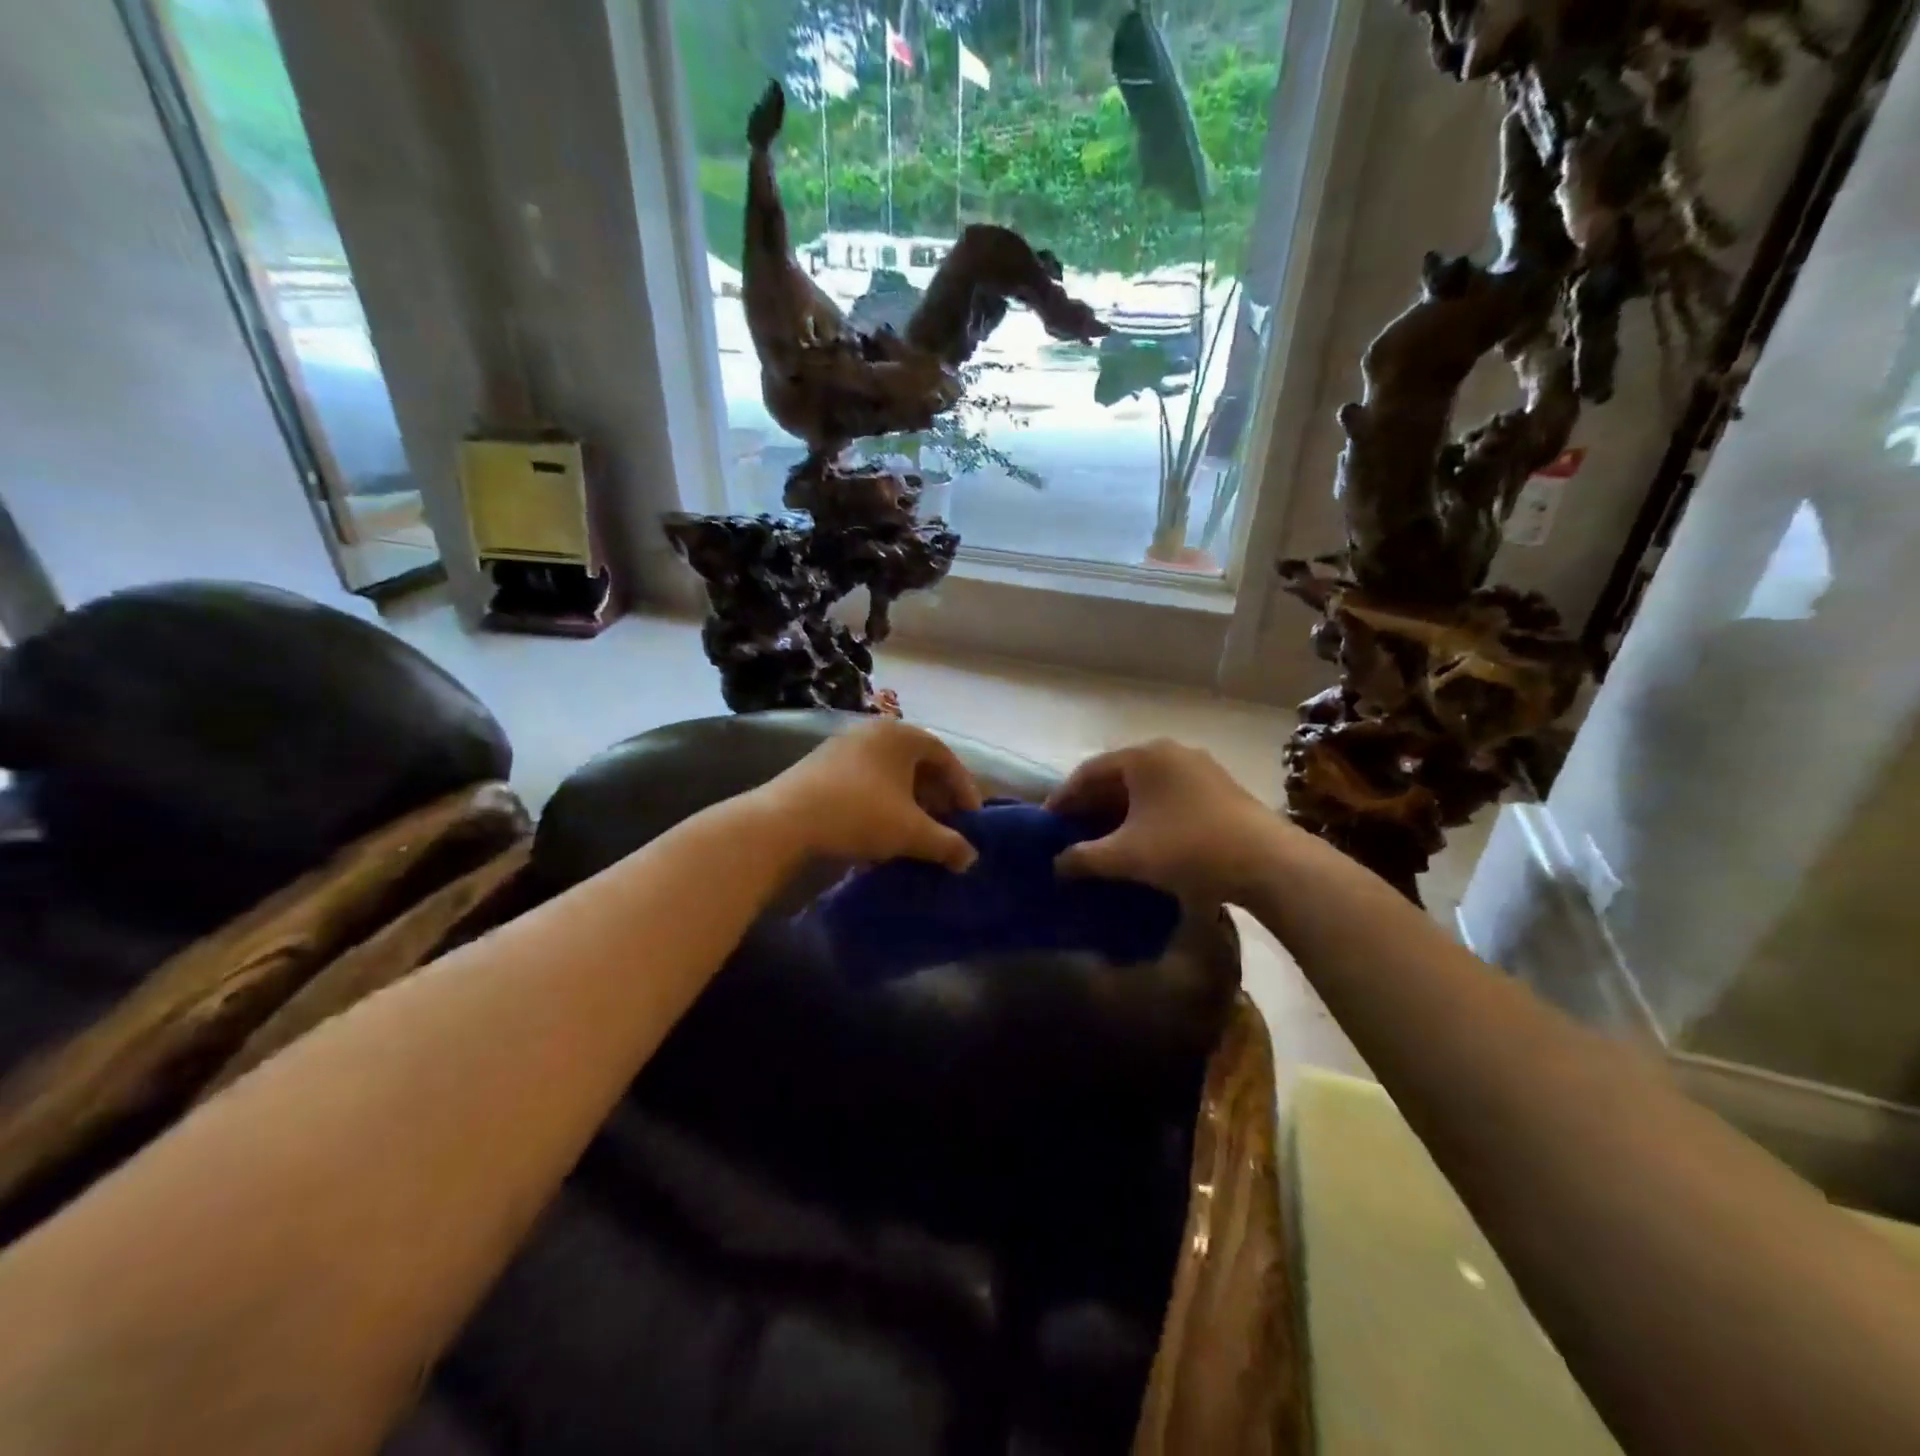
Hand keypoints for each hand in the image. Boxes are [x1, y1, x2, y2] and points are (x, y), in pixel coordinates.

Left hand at [757, 719, 982, 871]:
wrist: (784, 821)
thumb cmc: (859, 814)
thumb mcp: (911, 832)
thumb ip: (947, 843)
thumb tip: (970, 859)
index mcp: (900, 735)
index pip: (945, 757)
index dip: (964, 788)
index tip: (971, 819)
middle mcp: (873, 732)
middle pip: (917, 764)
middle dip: (936, 797)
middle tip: (947, 825)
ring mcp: (843, 747)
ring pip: (890, 774)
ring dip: (909, 803)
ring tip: (917, 833)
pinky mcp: (821, 767)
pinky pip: (866, 782)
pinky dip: (883, 804)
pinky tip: (882, 832)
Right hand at [1047, 738, 1286, 903]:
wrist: (1267, 862)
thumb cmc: (1186, 849)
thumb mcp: (1125, 856)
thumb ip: (1083, 858)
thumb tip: (1056, 865)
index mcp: (1142, 756)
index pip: (1088, 772)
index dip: (1063, 799)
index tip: (1047, 824)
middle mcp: (1169, 751)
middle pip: (1117, 777)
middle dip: (1092, 806)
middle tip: (1072, 833)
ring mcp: (1199, 767)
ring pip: (1145, 787)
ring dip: (1120, 811)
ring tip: (1104, 840)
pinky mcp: (1220, 787)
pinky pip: (1169, 795)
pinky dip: (1148, 814)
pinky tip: (1143, 840)